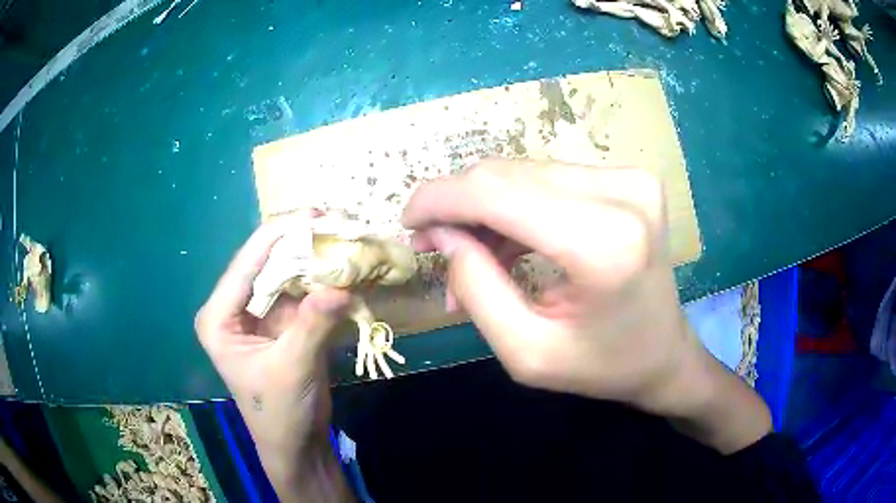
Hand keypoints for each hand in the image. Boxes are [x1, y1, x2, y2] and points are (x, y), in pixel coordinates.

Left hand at [195, 211, 352, 500]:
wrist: (296, 444)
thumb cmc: (279, 413)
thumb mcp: (292, 370)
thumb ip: (313, 325)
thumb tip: (342, 286)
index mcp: (219, 316)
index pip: (246, 264)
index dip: (278, 235)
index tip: (315, 215)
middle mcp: (234, 306)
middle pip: (266, 262)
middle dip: (300, 242)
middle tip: (337, 223)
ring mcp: (258, 312)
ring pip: (286, 272)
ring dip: (314, 258)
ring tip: (344, 238)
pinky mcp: (281, 320)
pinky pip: (302, 290)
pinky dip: (323, 279)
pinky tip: (344, 266)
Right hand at [403, 160, 770, 451]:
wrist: (665, 353)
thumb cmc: (602, 367)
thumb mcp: (526, 353)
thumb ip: (475, 290)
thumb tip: (442, 235)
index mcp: (604, 243)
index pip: (497, 192)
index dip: (440, 199)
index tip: (408, 221)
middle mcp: (622, 193)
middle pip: (507, 174)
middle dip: (459, 206)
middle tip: (436, 246)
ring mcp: (630, 178)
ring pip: (524, 172)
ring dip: (487, 209)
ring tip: (473, 255)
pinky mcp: (628, 178)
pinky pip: (549, 177)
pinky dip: (517, 206)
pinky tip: (508, 243)